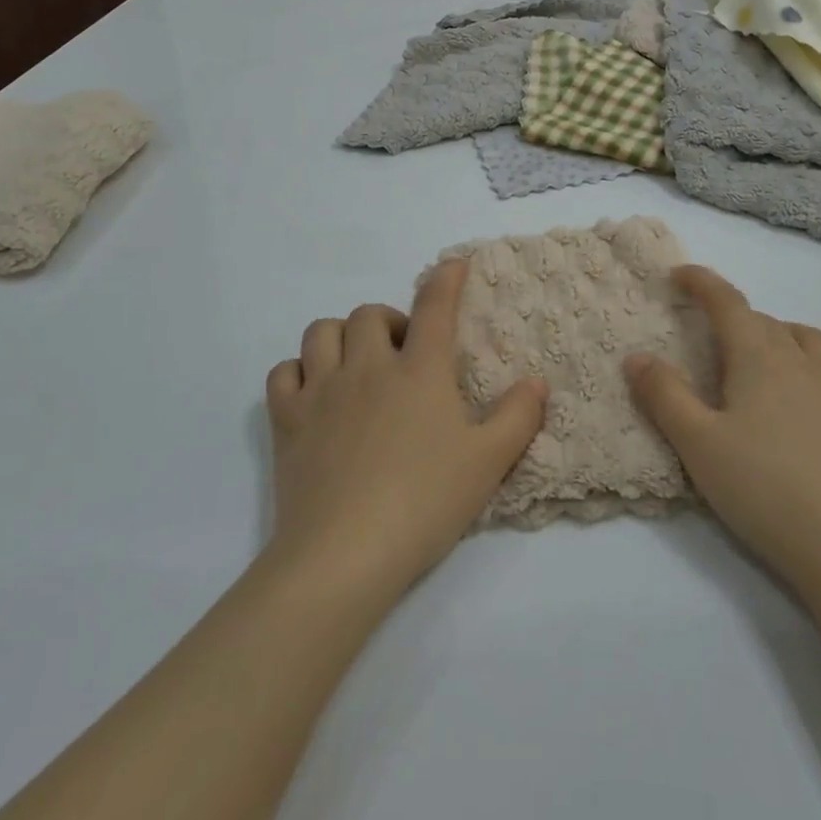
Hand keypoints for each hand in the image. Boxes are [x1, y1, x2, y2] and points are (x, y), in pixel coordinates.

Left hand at [264, 261, 547, 605]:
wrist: (345, 554)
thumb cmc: (425, 503)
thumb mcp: (488, 463)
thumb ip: (517, 417)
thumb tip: (537, 382)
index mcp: (419, 372)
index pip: (434, 307)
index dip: (446, 280)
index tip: (453, 264)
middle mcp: (368, 368)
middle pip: (369, 314)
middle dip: (389, 321)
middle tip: (402, 354)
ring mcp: (322, 391)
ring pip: (321, 332)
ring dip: (341, 337)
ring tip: (357, 365)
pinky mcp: (287, 421)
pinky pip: (283, 373)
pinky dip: (298, 373)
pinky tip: (313, 394)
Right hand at [623, 266, 820, 589]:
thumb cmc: (763, 488)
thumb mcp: (697, 443)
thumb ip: (664, 395)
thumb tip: (636, 356)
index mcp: (759, 357)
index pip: (727, 302)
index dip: (701, 282)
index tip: (678, 274)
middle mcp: (800, 361)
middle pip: (763, 320)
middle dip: (731, 315)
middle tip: (704, 334)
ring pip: (805, 338)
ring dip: (776, 332)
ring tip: (758, 355)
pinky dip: (814, 364)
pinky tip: (807, 389)